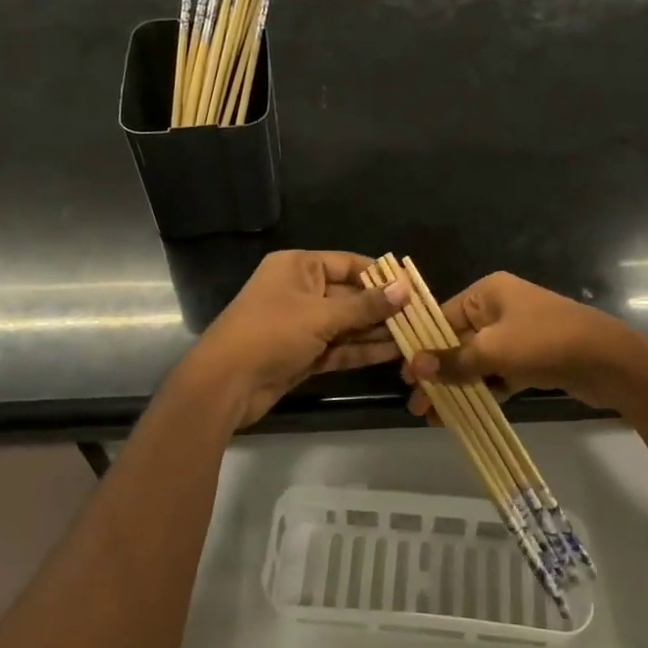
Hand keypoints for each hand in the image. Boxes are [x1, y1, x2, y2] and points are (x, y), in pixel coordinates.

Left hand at [178, 251, 410, 428]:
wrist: (226, 383)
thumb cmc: (271, 333)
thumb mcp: (321, 315)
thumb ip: (365, 306)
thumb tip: (405, 289)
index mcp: (298, 267)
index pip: (348, 264)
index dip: (381, 276)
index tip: (413, 288)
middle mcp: (301, 291)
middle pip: (350, 295)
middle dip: (383, 308)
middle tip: (421, 317)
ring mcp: (302, 325)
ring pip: (347, 324)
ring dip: (377, 331)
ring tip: (415, 336)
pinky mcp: (303, 354)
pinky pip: (339, 347)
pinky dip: (362, 350)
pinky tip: (394, 353)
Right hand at [403, 271, 647, 414]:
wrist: (610, 361)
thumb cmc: (545, 343)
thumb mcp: (493, 351)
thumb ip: (452, 361)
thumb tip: (414, 367)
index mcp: (488, 293)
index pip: (442, 317)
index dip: (422, 347)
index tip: (405, 376)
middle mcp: (500, 308)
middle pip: (458, 341)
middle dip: (437, 373)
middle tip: (418, 405)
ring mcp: (518, 334)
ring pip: (477, 361)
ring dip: (457, 386)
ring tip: (435, 416)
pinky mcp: (532, 358)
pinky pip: (498, 373)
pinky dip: (483, 390)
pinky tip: (464, 414)